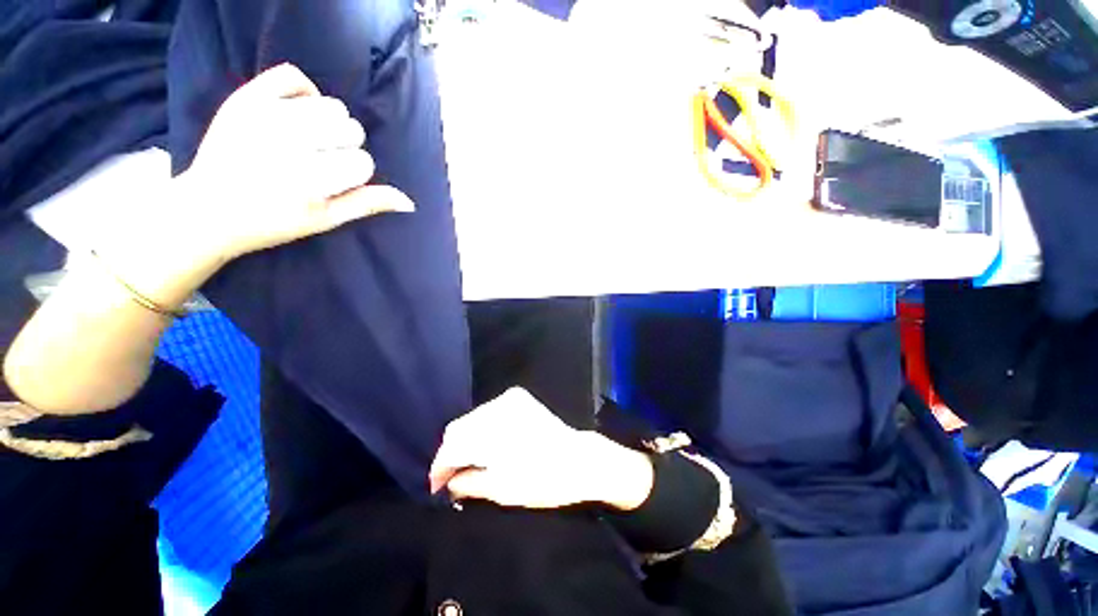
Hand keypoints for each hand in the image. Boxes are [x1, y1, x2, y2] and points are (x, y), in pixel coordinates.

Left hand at [178, 63, 413, 264]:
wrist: (208, 208)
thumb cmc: (273, 221)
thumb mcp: (326, 220)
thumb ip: (366, 204)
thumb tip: (409, 202)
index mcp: (309, 180)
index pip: (363, 162)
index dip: (354, 174)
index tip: (331, 183)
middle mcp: (288, 144)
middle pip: (351, 130)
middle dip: (344, 147)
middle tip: (320, 161)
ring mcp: (264, 116)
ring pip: (331, 105)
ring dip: (329, 124)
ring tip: (309, 139)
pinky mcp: (245, 98)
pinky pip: (293, 76)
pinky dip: (304, 91)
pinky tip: (298, 111)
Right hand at [429, 388, 653, 510]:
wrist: (577, 458)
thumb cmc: (541, 480)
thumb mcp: (501, 490)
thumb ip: (467, 483)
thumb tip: (448, 482)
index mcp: (491, 432)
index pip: (451, 447)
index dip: (440, 468)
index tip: (436, 486)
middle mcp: (496, 408)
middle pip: (458, 428)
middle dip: (451, 452)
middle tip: (452, 476)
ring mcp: (508, 399)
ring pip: (472, 418)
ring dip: (466, 439)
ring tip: (469, 461)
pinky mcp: (518, 397)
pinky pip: (488, 411)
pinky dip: (481, 428)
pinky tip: (486, 444)